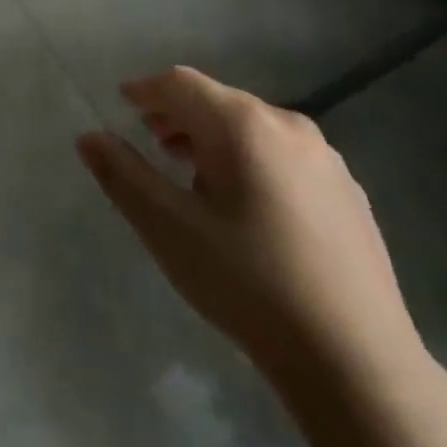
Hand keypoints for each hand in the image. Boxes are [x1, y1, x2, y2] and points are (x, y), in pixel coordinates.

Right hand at [77, 68, 421, 389]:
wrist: (356, 362)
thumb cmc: (248, 284)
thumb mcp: (167, 228)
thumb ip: (122, 174)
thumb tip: (89, 137)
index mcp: (243, 125)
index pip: (180, 84)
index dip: (145, 90)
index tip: (121, 105)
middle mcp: (288, 126)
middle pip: (218, 101)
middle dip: (178, 115)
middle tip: (152, 143)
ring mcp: (327, 160)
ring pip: (253, 128)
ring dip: (213, 139)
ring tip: (192, 177)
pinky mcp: (350, 194)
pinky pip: (284, 156)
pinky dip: (251, 161)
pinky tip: (246, 209)